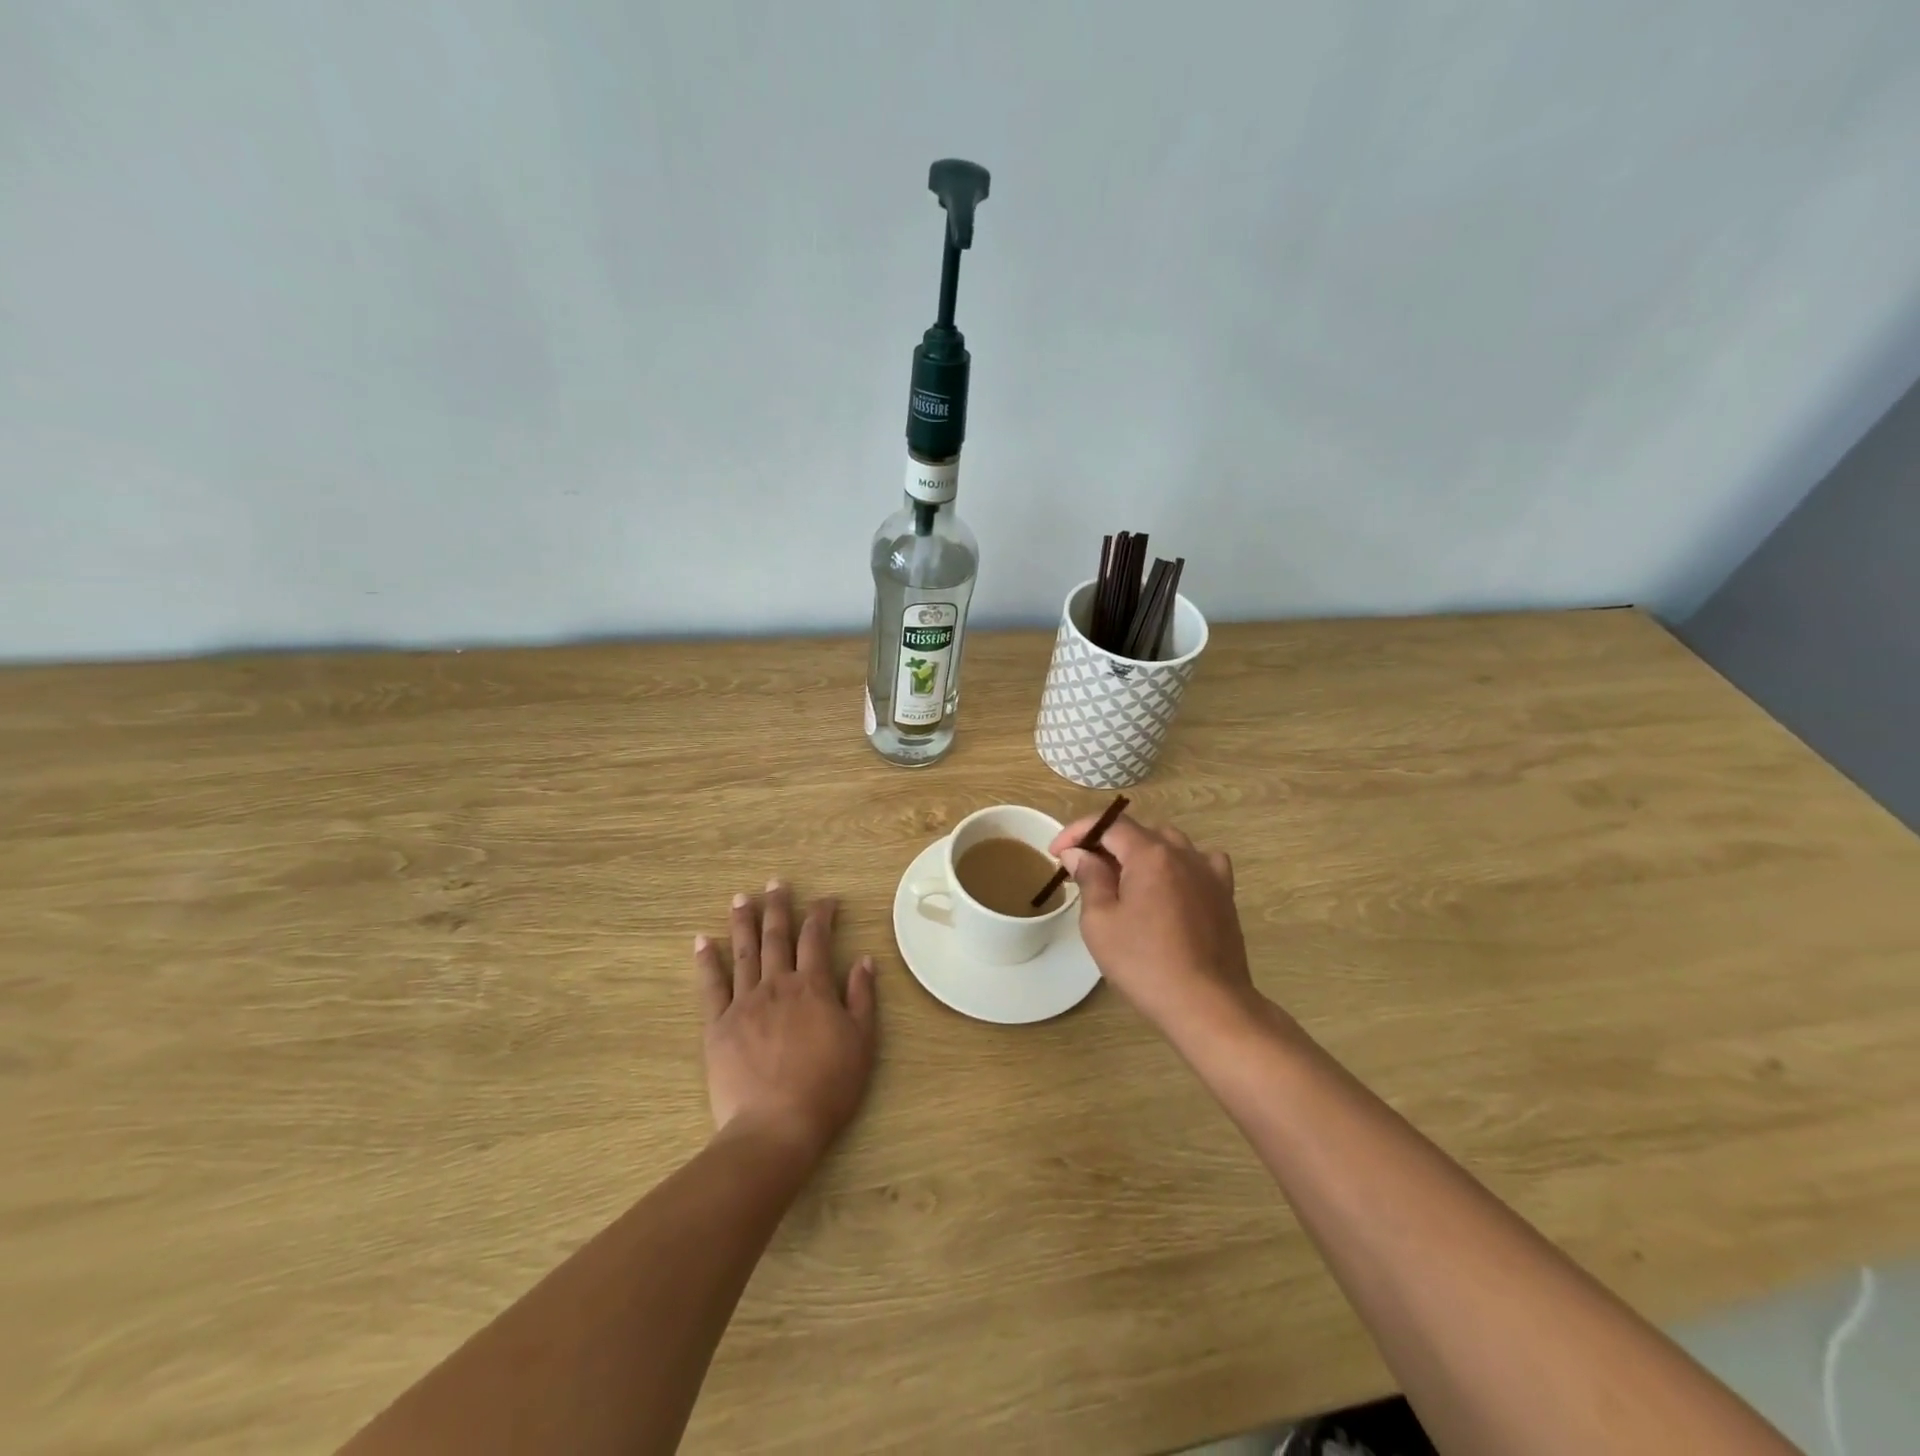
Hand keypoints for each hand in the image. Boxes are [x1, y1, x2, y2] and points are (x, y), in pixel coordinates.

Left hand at [693, 881, 876, 1163]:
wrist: (777, 1127)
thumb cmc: (828, 1086)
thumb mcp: (862, 1041)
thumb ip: (862, 997)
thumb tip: (865, 959)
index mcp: (813, 987)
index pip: (817, 938)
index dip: (822, 914)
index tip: (826, 900)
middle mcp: (778, 985)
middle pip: (777, 936)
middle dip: (778, 906)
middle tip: (775, 882)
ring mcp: (744, 1003)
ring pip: (744, 952)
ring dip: (743, 922)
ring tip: (741, 898)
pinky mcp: (718, 1026)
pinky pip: (711, 986)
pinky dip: (706, 961)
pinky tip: (702, 941)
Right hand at [1049, 813, 1259, 1042]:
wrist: (1207, 1005)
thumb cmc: (1145, 964)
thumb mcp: (1100, 922)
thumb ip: (1089, 878)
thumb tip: (1079, 853)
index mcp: (1150, 854)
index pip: (1109, 824)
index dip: (1078, 832)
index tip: (1056, 852)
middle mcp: (1183, 853)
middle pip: (1138, 832)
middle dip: (1106, 843)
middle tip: (1082, 870)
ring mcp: (1209, 872)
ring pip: (1169, 845)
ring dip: (1140, 853)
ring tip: (1122, 879)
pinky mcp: (1224, 895)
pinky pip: (1200, 863)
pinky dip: (1178, 865)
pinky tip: (1170, 884)